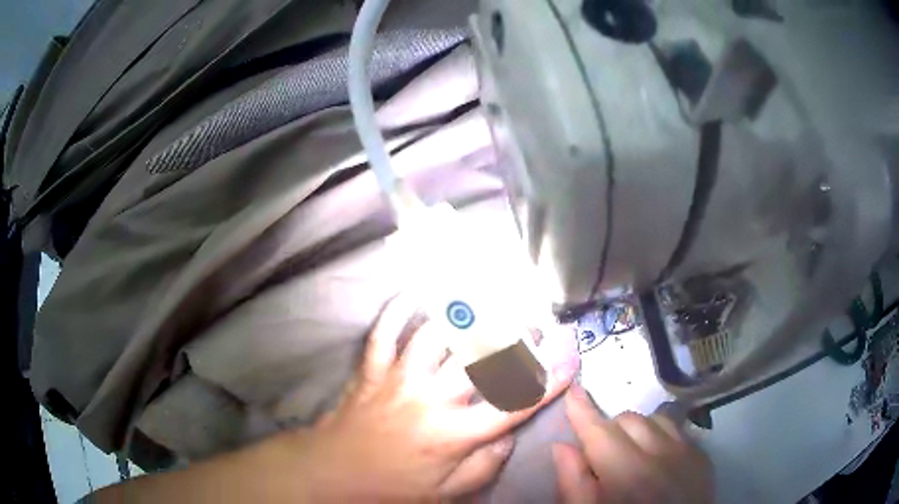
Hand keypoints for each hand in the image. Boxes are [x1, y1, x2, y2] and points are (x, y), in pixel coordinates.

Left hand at [285, 296, 579, 500]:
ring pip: (434, 336)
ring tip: (487, 299)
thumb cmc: (390, 488)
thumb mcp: (444, 494)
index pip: (512, 406)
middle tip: (533, 322)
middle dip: (513, 337)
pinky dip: (396, 310)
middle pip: (479, 359)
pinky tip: (412, 293)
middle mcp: (430, 401)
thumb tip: (509, 438)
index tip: (570, 357)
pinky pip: (383, 333)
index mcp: (452, 436)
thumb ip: (483, 468)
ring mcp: (397, 380)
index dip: (547, 381)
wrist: (331, 474)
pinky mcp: (370, 371)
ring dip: (463, 315)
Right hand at [553, 387, 713, 503]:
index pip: (600, 431)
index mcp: (629, 474)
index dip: (582, 410)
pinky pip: (678, 429)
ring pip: (657, 418)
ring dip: (638, 429)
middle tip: (600, 453)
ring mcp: (688, 453)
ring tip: (631, 453)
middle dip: (610, 429)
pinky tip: (656, 457)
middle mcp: (663, 455)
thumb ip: (573, 484)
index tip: (572, 390)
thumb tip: (562, 446)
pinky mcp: (703, 457)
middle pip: (629, 419)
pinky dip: (661, 435)